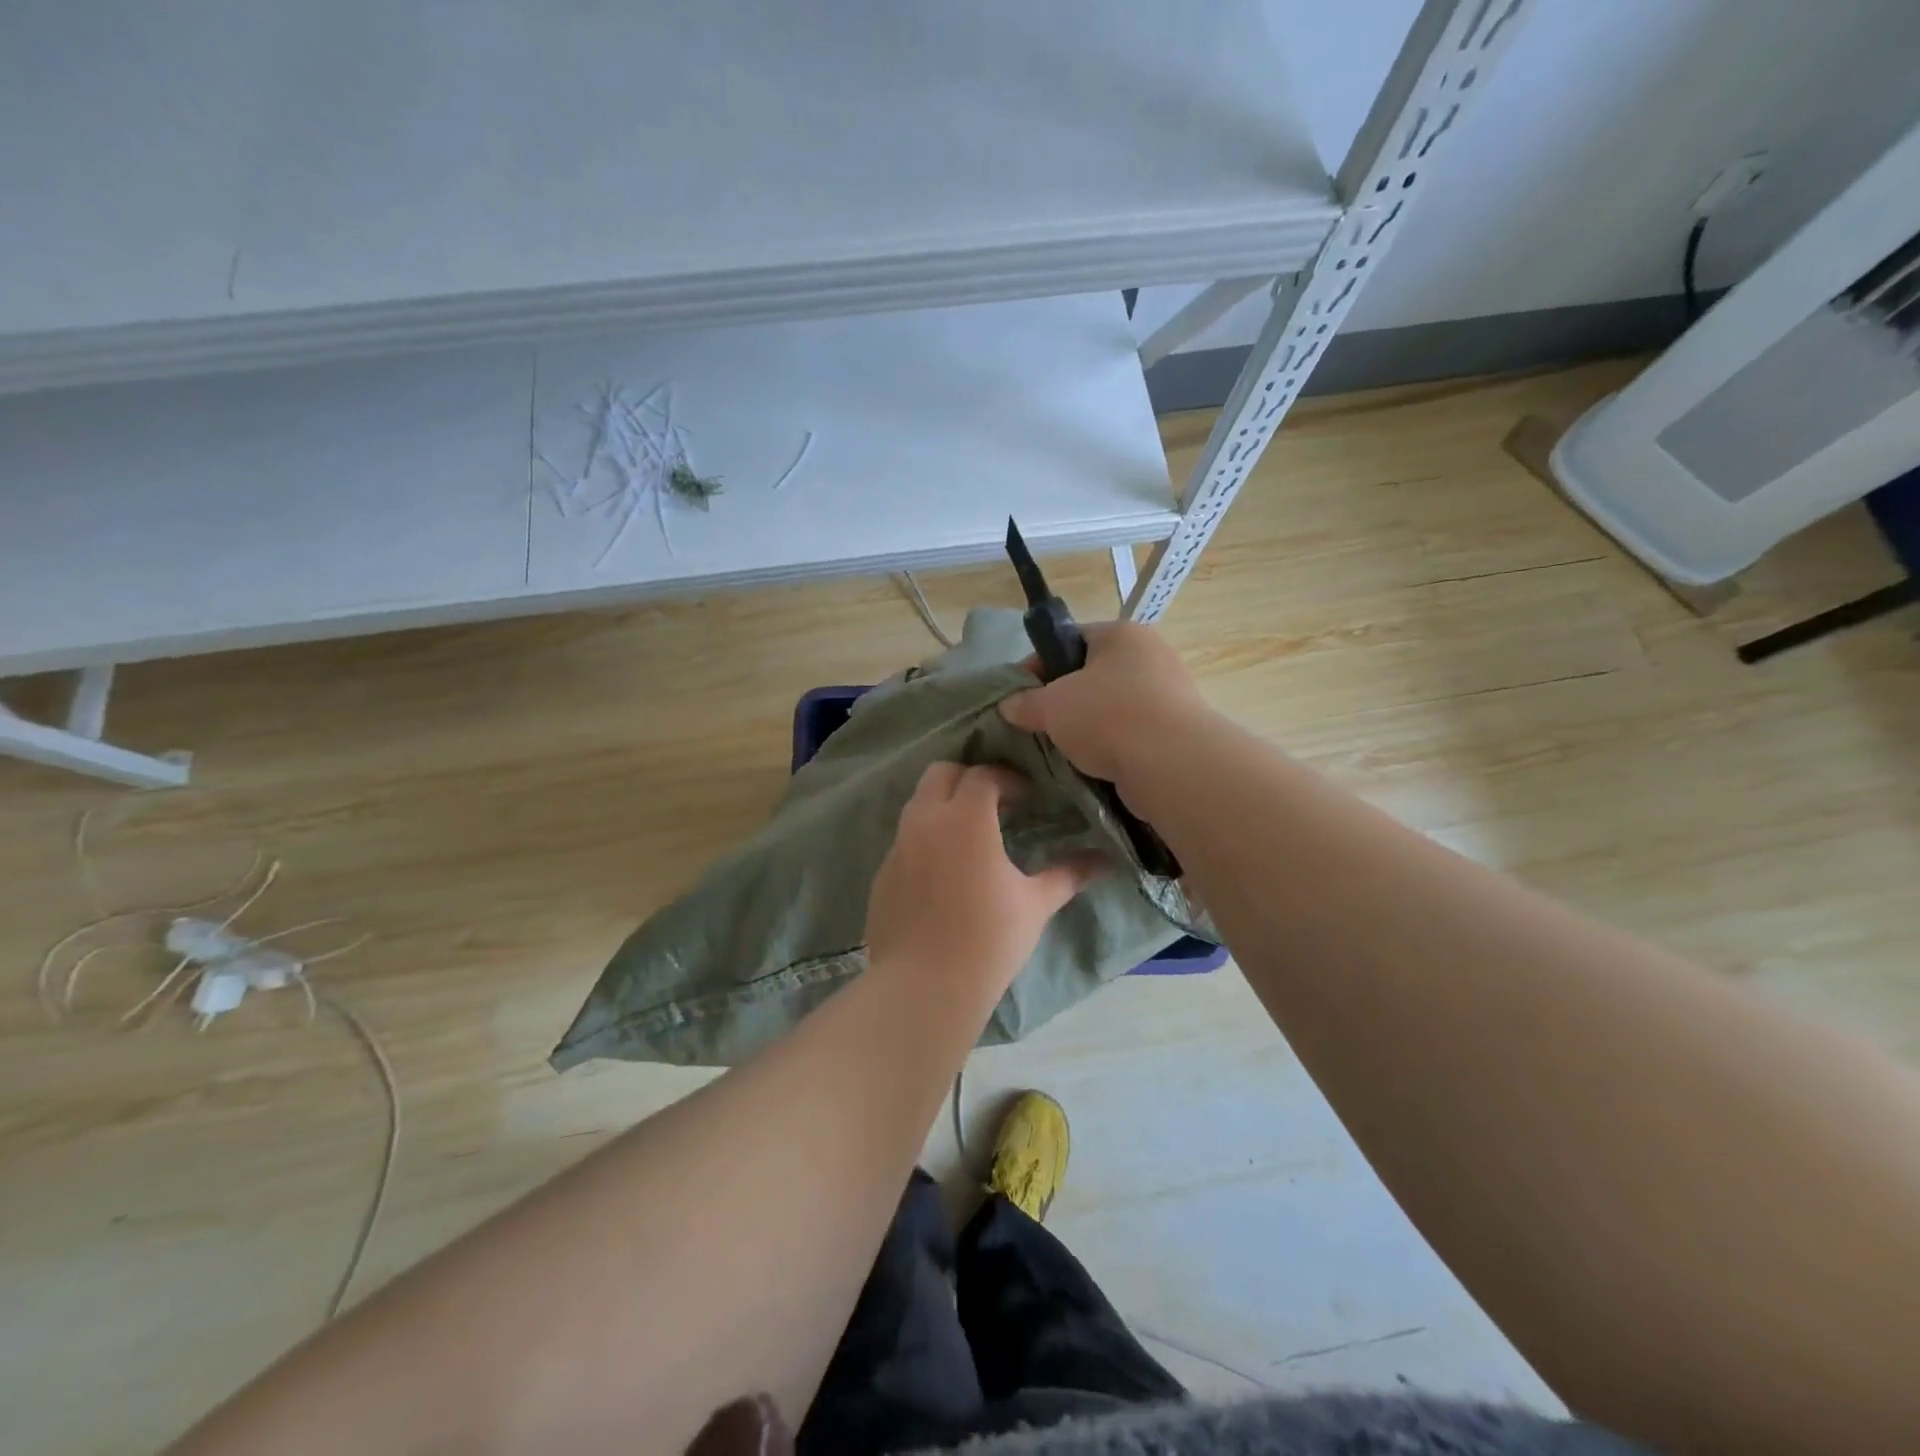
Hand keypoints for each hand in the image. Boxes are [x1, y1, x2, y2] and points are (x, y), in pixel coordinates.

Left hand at [865, 763, 1101, 996]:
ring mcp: (898, 846)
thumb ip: (1068, 874)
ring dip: (944, 805)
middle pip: (941, 773)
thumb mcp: (1035, 904)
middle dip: (968, 778)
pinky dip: (926, 838)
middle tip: (995, 804)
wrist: (924, 986)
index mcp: (964, 818)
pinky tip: (944, 872)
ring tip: (971, 835)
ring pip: (918, 804)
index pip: (983, 776)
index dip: (1008, 779)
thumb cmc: (989, 939)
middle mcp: (925, 821)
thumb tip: (1105, 861)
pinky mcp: (882, 873)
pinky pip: (905, 839)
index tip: (1028, 798)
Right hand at [998, 621, 1207, 787]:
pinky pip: (1130, 733)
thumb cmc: (1107, 716)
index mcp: (1122, 634)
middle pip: (1092, 675)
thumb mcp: (1052, 706)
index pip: (1070, 639)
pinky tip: (1091, 765)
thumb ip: (1025, 703)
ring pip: (1111, 707)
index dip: (1038, 665)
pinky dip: (1110, 746)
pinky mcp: (1176, 731)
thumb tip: (1008, 706)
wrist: (1172, 764)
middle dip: (1062, 700)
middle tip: (1038, 724)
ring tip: (1062, 749)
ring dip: (1086, 727)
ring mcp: (1168, 694)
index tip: (1018, 695)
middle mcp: (1150, 655)